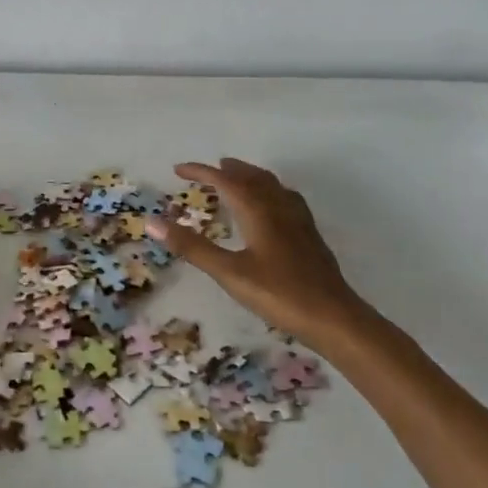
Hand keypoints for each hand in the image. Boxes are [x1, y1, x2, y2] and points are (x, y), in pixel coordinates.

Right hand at [147, 158, 375, 351]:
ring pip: (272, 186)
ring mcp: (299, 221)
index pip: (225, 181)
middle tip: (208, 170)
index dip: (201, 172)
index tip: (178, 170)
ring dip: (250, 177)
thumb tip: (152, 222)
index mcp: (258, 211)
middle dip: (228, 170)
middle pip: (252, 177)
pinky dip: (269, 192)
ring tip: (237, 179)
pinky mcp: (310, 236)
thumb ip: (192, 247)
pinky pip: (286, 199)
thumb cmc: (278, 294)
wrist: (335, 317)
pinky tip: (271, 209)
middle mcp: (279, 207)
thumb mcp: (228, 273)